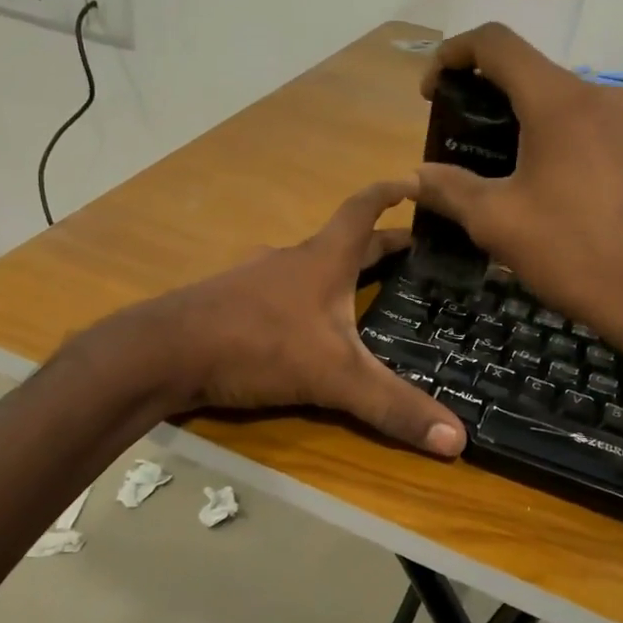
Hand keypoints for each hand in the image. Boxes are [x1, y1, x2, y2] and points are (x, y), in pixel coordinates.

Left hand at [140, 182, 466, 455]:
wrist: (164, 352)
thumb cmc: (257, 344)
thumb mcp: (334, 377)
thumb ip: (392, 407)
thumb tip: (458, 440)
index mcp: (324, 260)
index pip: (364, 209)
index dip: (392, 193)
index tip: (417, 182)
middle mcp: (292, 260)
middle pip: (344, 241)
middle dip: (380, 244)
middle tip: (413, 254)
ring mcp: (257, 280)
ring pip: (309, 268)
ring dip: (338, 272)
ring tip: (363, 292)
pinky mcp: (232, 304)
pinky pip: (281, 293)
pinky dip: (304, 299)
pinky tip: (304, 326)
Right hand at [412, 25, 622, 366]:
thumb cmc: (572, 252)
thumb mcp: (496, 222)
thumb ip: (449, 189)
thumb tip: (415, 177)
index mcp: (559, 101)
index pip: (496, 43)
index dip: (452, 54)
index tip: (430, 93)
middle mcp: (598, 95)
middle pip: (527, 69)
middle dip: (482, 92)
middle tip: (455, 135)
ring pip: (557, 98)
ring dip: (516, 117)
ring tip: (490, 163)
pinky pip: (583, 124)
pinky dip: (549, 135)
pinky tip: (537, 181)